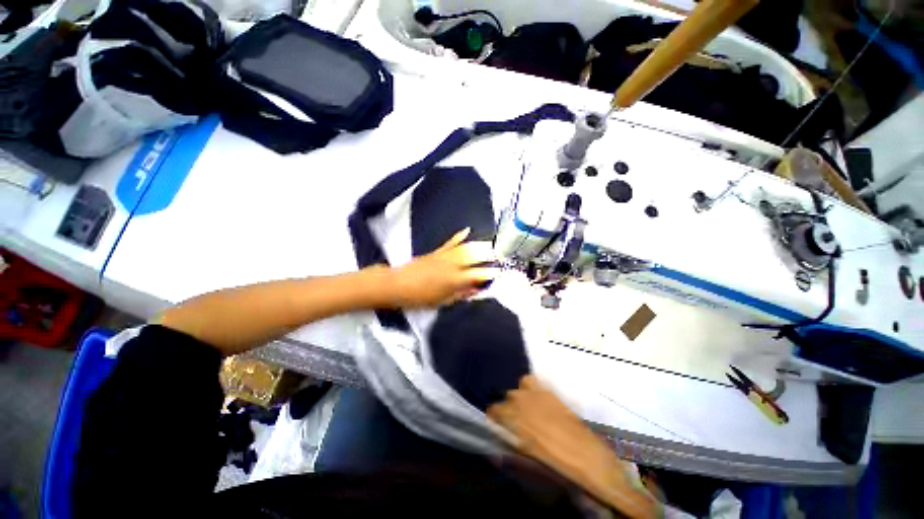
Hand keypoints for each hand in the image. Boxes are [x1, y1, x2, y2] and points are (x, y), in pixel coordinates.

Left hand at [385, 228, 498, 307]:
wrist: (398, 285)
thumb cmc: (419, 298)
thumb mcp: (443, 301)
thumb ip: (461, 294)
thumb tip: (475, 290)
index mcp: (455, 280)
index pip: (478, 274)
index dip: (490, 273)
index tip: (499, 271)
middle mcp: (452, 265)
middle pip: (474, 256)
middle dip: (488, 254)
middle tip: (498, 254)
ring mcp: (444, 256)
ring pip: (465, 247)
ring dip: (479, 244)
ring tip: (489, 244)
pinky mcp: (437, 251)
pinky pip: (450, 242)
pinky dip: (459, 236)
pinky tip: (467, 230)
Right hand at [489, 375, 659, 517]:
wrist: (591, 462)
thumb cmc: (557, 468)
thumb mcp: (528, 463)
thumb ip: (509, 451)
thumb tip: (495, 449)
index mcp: (516, 422)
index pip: (493, 411)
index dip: (494, 420)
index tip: (499, 428)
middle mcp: (524, 403)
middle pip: (506, 399)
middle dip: (508, 411)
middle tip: (517, 425)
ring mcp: (539, 395)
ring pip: (519, 387)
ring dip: (520, 398)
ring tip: (528, 411)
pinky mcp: (552, 393)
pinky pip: (533, 381)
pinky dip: (532, 388)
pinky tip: (538, 400)